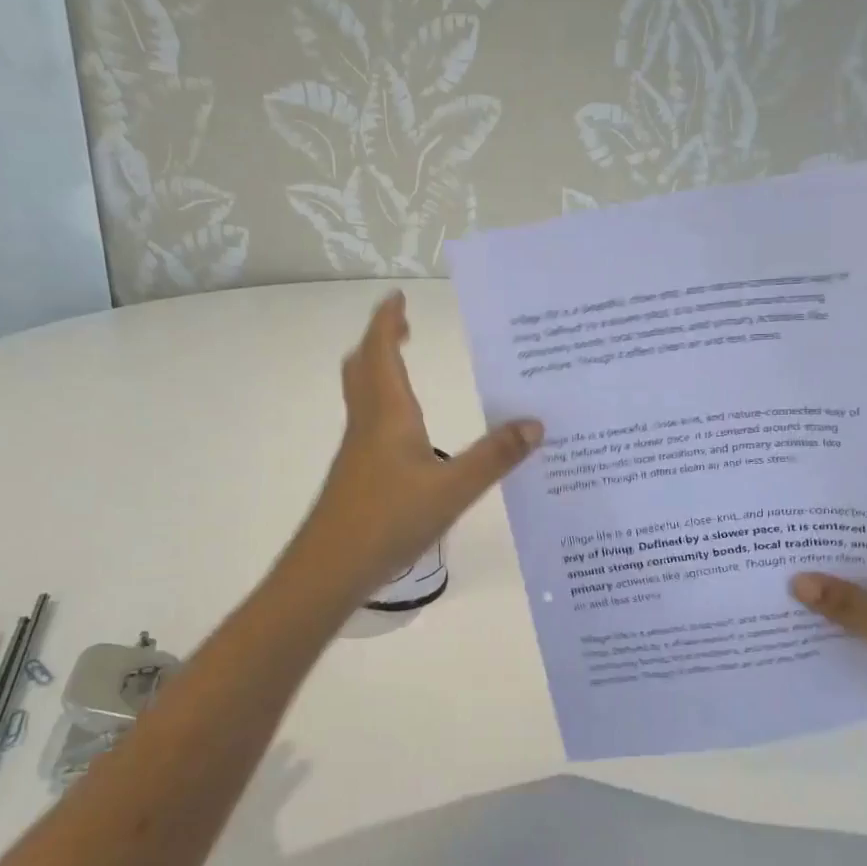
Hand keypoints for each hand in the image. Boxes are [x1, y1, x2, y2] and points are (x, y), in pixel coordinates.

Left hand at [296, 292, 541, 600]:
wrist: (331, 568)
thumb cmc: (390, 520)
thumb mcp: (453, 489)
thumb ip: (495, 457)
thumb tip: (535, 423)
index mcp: (388, 413)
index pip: (382, 351)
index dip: (388, 321)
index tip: (399, 297)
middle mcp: (368, 423)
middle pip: (364, 367)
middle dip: (382, 340)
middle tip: (405, 328)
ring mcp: (357, 450)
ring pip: (363, 395)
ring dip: (380, 370)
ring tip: (407, 368)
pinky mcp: (357, 474)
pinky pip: (369, 422)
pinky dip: (385, 405)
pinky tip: (408, 432)